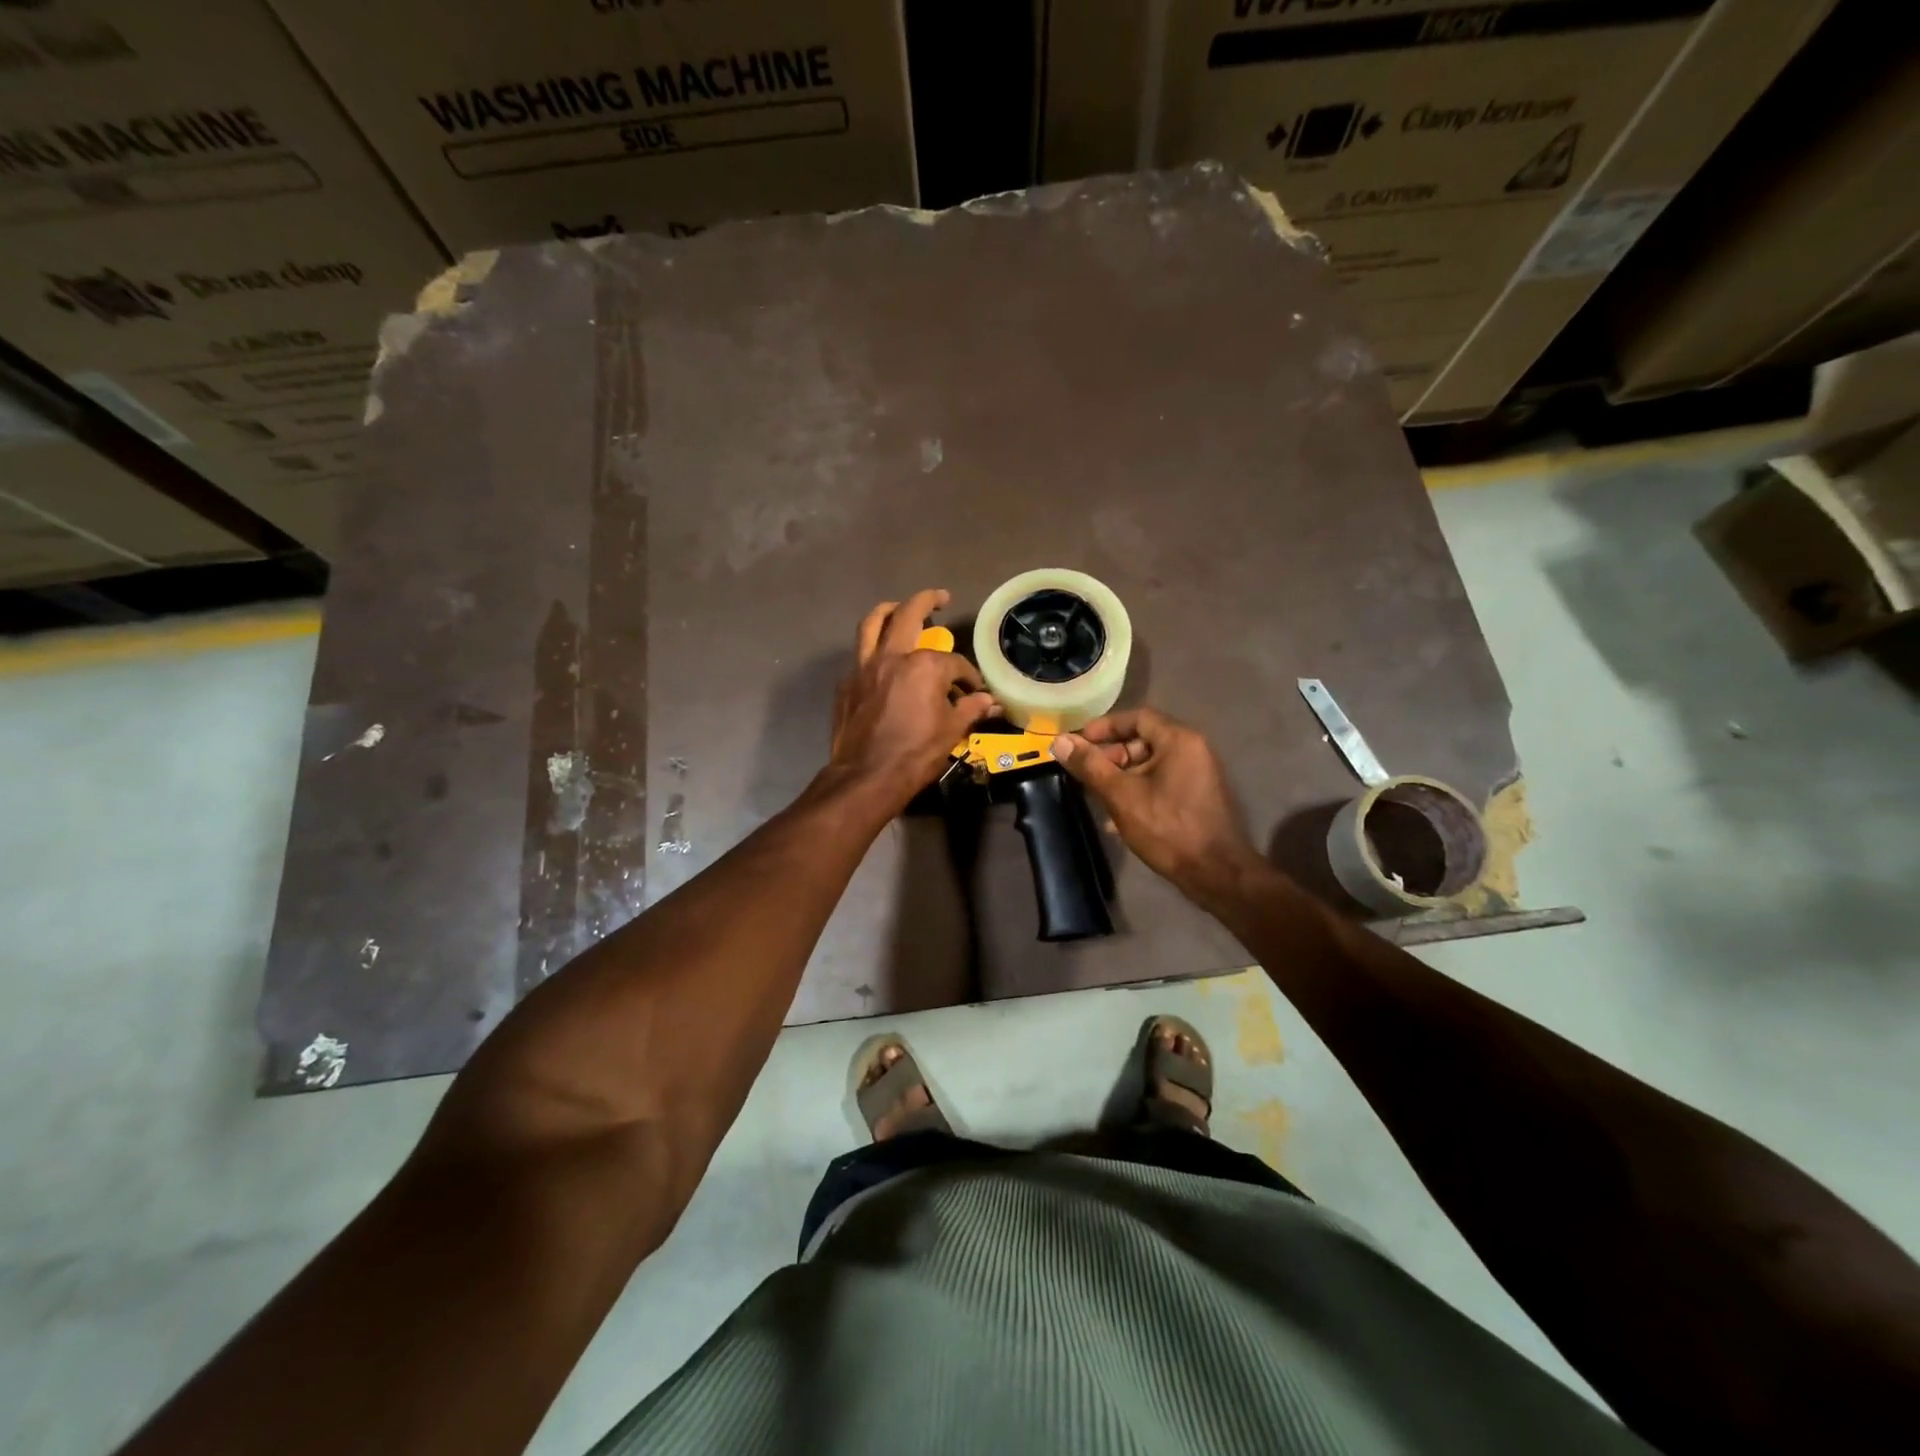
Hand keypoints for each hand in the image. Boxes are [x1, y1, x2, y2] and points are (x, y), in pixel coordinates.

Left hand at [829, 590, 995, 809]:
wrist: (867, 777)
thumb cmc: (915, 754)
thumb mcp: (952, 732)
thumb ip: (971, 709)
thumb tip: (991, 701)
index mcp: (925, 666)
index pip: (954, 662)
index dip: (968, 676)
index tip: (974, 691)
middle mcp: (893, 656)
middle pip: (908, 615)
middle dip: (927, 601)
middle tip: (939, 598)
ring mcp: (864, 667)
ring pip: (872, 624)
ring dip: (888, 610)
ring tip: (897, 607)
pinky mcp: (847, 684)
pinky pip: (860, 656)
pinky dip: (872, 650)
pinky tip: (880, 661)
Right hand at [1050, 708, 1263, 904]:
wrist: (1215, 873)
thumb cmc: (1167, 828)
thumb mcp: (1121, 795)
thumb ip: (1090, 766)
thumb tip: (1060, 741)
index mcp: (1179, 740)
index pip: (1137, 717)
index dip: (1105, 727)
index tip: (1079, 743)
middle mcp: (1192, 750)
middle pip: (1143, 740)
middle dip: (1111, 755)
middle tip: (1087, 774)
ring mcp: (1197, 775)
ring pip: (1150, 765)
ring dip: (1121, 777)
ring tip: (1097, 797)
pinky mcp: (1197, 798)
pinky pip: (1161, 783)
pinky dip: (1138, 791)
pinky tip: (1117, 817)